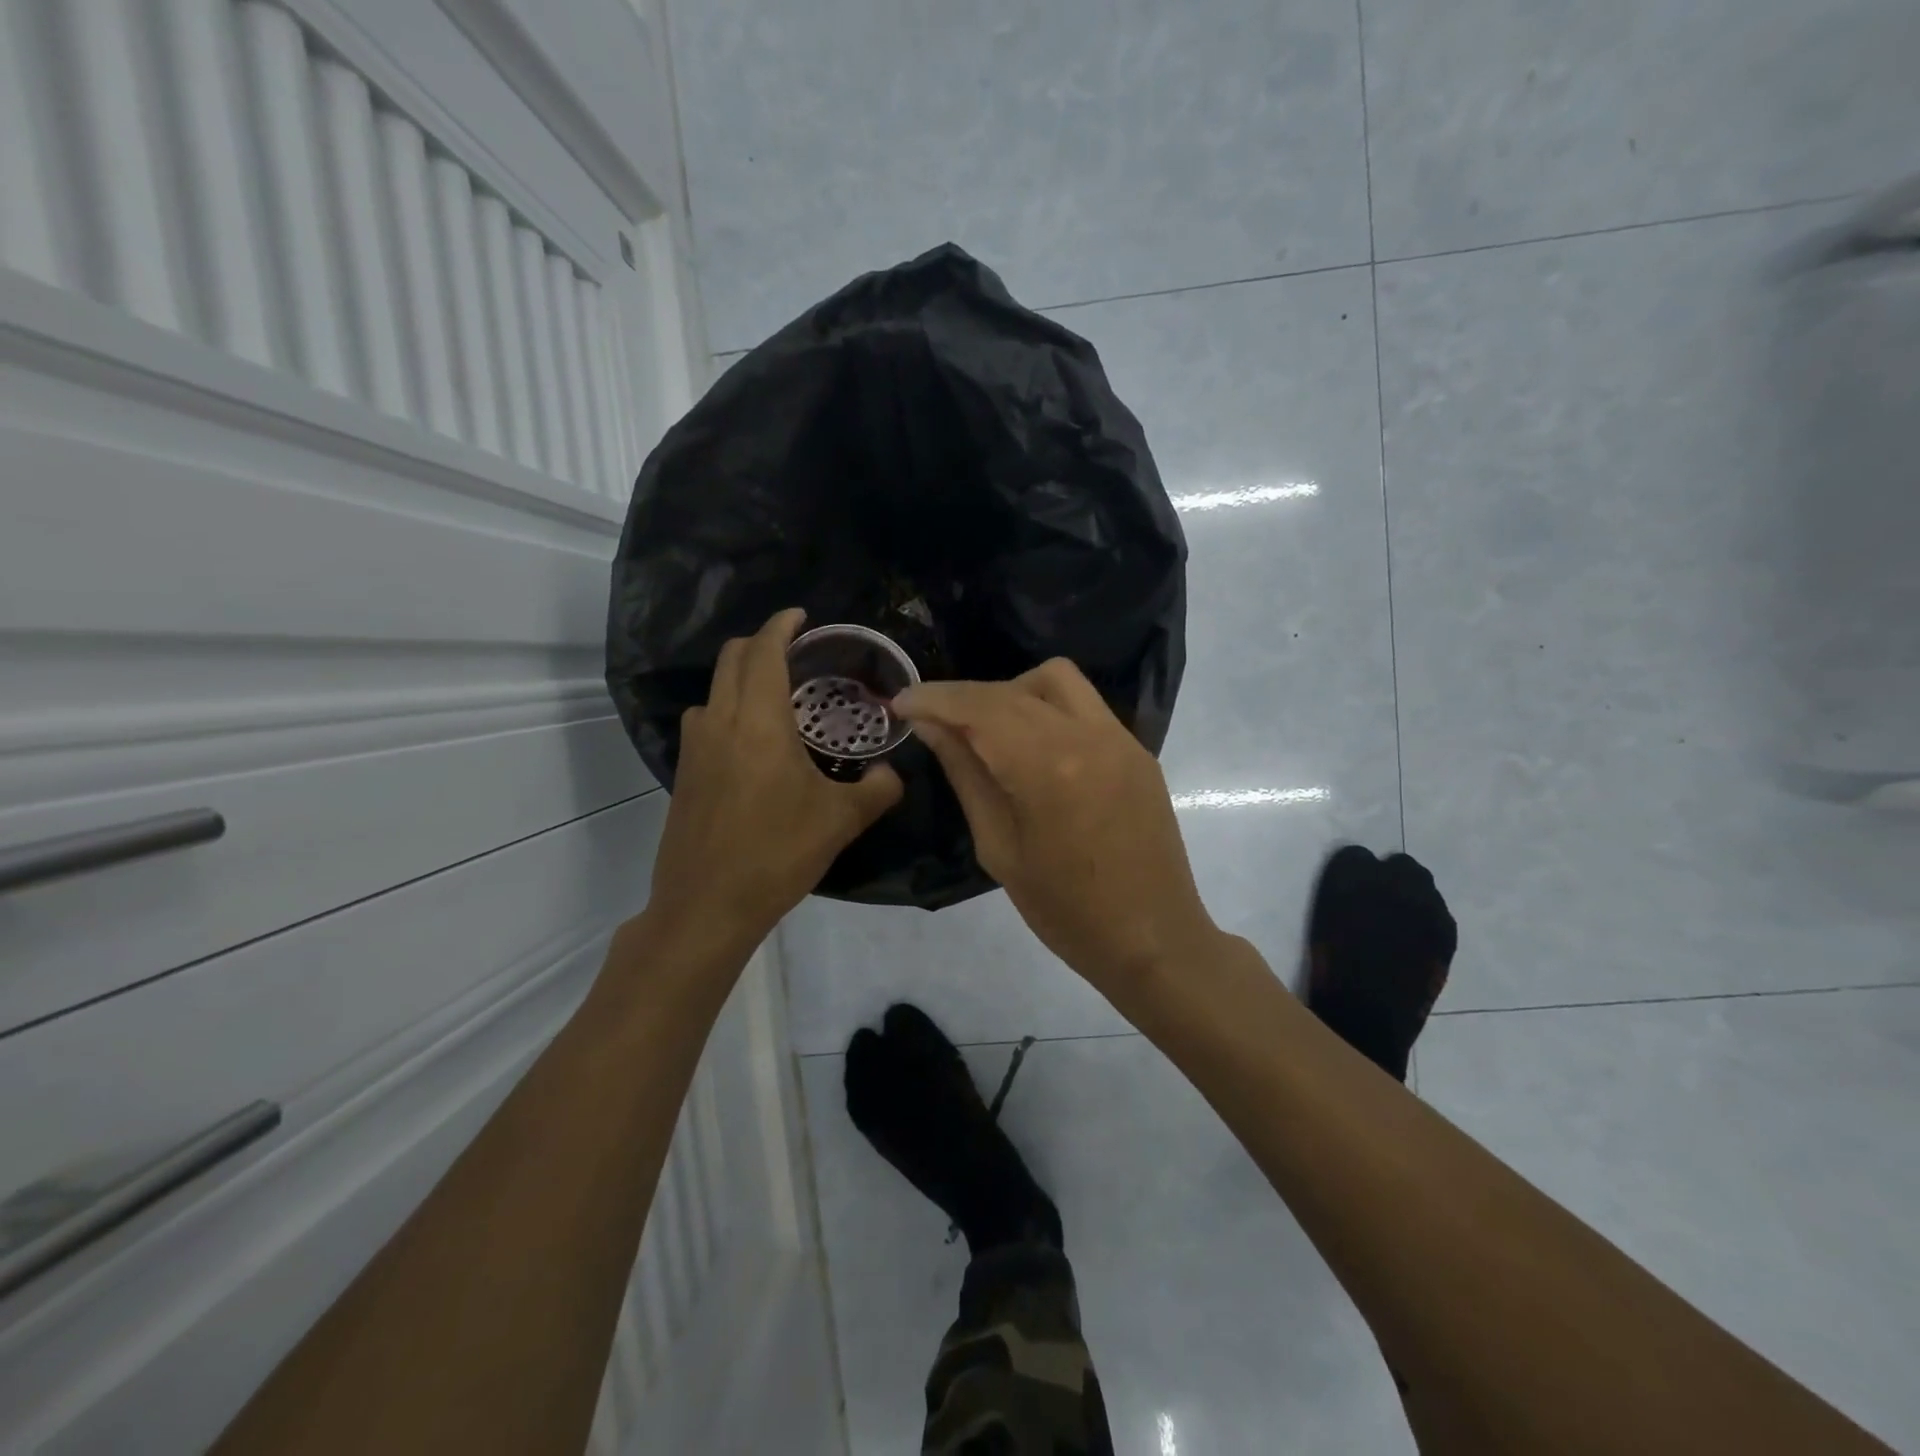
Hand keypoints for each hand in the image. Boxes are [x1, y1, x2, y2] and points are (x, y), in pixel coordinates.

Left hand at [644, 609, 902, 955]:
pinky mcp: (684, 773)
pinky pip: (706, 721)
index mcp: (759, 722)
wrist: (708, 905)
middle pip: (732, 658)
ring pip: (714, 689)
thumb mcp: (841, 820)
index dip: (781, 625)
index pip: (764, 651)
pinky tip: (753, 744)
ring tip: (776, 696)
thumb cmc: (778, 853)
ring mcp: (695, 748)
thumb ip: (878, 789)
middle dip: (760, 643)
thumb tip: (895, 773)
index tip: (801, 616)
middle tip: (795, 651)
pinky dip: (728, 710)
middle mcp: (720, 722)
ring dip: (741, 677)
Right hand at [894, 659, 1220, 991]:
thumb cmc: (1065, 911)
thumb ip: (966, 775)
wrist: (1152, 939)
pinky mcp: (1137, 750)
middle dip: (966, 697)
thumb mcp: (998, 847)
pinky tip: (1033, 748)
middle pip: (1013, 688)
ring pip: (1056, 680)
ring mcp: (1120, 738)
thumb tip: (932, 726)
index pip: (980, 706)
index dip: (935, 698)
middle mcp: (1088, 735)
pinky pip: (1084, 706)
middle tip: (935, 723)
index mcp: (1048, 767)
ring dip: (1012, 692)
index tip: (901, 702)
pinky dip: (1047, 710)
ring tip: (989, 731)